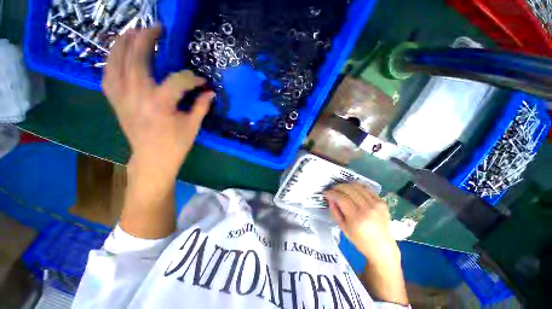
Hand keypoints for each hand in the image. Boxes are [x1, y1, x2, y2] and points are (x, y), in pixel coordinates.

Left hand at [102, 26, 213, 177]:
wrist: (152, 159)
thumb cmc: (175, 144)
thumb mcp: (193, 126)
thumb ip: (201, 106)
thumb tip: (210, 92)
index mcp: (160, 105)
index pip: (177, 81)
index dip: (191, 78)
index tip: (201, 81)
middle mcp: (137, 96)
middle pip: (136, 58)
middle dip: (147, 39)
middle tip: (157, 29)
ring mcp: (121, 97)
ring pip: (115, 61)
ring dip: (124, 42)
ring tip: (134, 31)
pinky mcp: (115, 101)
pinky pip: (107, 74)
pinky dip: (111, 60)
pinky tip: (118, 53)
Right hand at [324, 183, 399, 264]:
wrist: (382, 248)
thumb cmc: (360, 241)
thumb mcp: (343, 228)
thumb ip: (335, 211)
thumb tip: (330, 198)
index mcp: (356, 218)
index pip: (341, 198)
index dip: (331, 193)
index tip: (325, 193)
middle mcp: (367, 208)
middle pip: (349, 189)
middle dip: (337, 187)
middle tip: (332, 189)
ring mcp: (376, 204)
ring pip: (357, 186)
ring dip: (346, 185)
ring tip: (341, 189)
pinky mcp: (382, 202)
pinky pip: (367, 188)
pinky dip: (357, 185)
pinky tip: (352, 188)